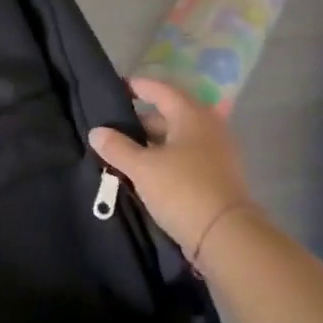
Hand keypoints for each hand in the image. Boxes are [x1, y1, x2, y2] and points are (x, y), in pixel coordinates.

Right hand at [89, 77, 254, 264]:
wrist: (226, 236)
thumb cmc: (182, 189)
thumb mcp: (142, 167)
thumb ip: (117, 147)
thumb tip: (96, 132)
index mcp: (192, 117)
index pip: (162, 90)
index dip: (139, 87)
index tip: (118, 87)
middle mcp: (208, 129)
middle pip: (170, 115)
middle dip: (142, 119)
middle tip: (114, 126)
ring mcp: (216, 154)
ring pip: (177, 139)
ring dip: (152, 143)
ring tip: (125, 151)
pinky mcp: (217, 177)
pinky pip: (185, 158)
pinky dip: (165, 159)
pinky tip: (146, 171)